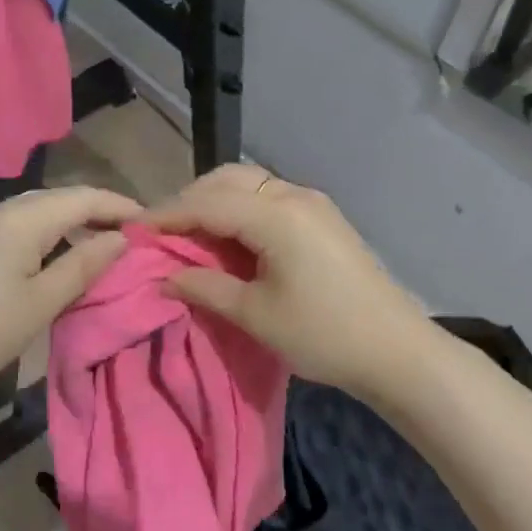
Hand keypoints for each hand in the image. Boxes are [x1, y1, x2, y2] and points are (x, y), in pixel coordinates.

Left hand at [0, 186, 140, 400]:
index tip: (154, 225)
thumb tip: (121, 239)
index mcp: (24, 218)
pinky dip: (49, 236)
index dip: (122, 206)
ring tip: (101, 250)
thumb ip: (82, 266)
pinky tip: (55, 261)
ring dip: (73, 225)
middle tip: (132, 239)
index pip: (85, 196)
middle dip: (100, 213)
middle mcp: (2, 209)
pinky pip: (20, 227)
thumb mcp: (39, 304)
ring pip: (40, 212)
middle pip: (62, 198)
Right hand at [144, 164, 431, 397]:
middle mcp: (294, 195)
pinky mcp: (323, 219)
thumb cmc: (322, 334)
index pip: (207, 202)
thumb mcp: (254, 314)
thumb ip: (204, 287)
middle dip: (190, 200)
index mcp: (275, 215)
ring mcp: (313, 204)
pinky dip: (240, 210)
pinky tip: (229, 238)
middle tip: (161, 232)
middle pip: (228, 180)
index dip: (167, 215)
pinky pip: (269, 198)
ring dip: (215, 202)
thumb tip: (164, 277)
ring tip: (189, 234)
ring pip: (249, 184)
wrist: (397, 351)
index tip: (134, 230)